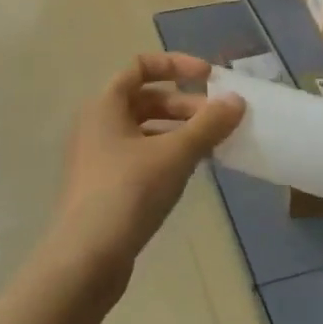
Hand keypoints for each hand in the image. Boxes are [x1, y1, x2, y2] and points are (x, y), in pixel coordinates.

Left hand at [46, 53, 245, 287]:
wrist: (85, 258)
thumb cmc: (128, 193)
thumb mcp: (175, 154)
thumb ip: (209, 125)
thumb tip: (237, 100)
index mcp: (106, 105)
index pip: (141, 66)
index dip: (176, 64)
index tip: (210, 78)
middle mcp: (98, 124)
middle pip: (147, 99)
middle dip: (186, 105)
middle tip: (220, 121)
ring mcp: (100, 157)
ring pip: (147, 130)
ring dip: (180, 131)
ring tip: (213, 147)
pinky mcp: (107, 185)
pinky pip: (143, 155)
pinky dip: (169, 154)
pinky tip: (191, 171)